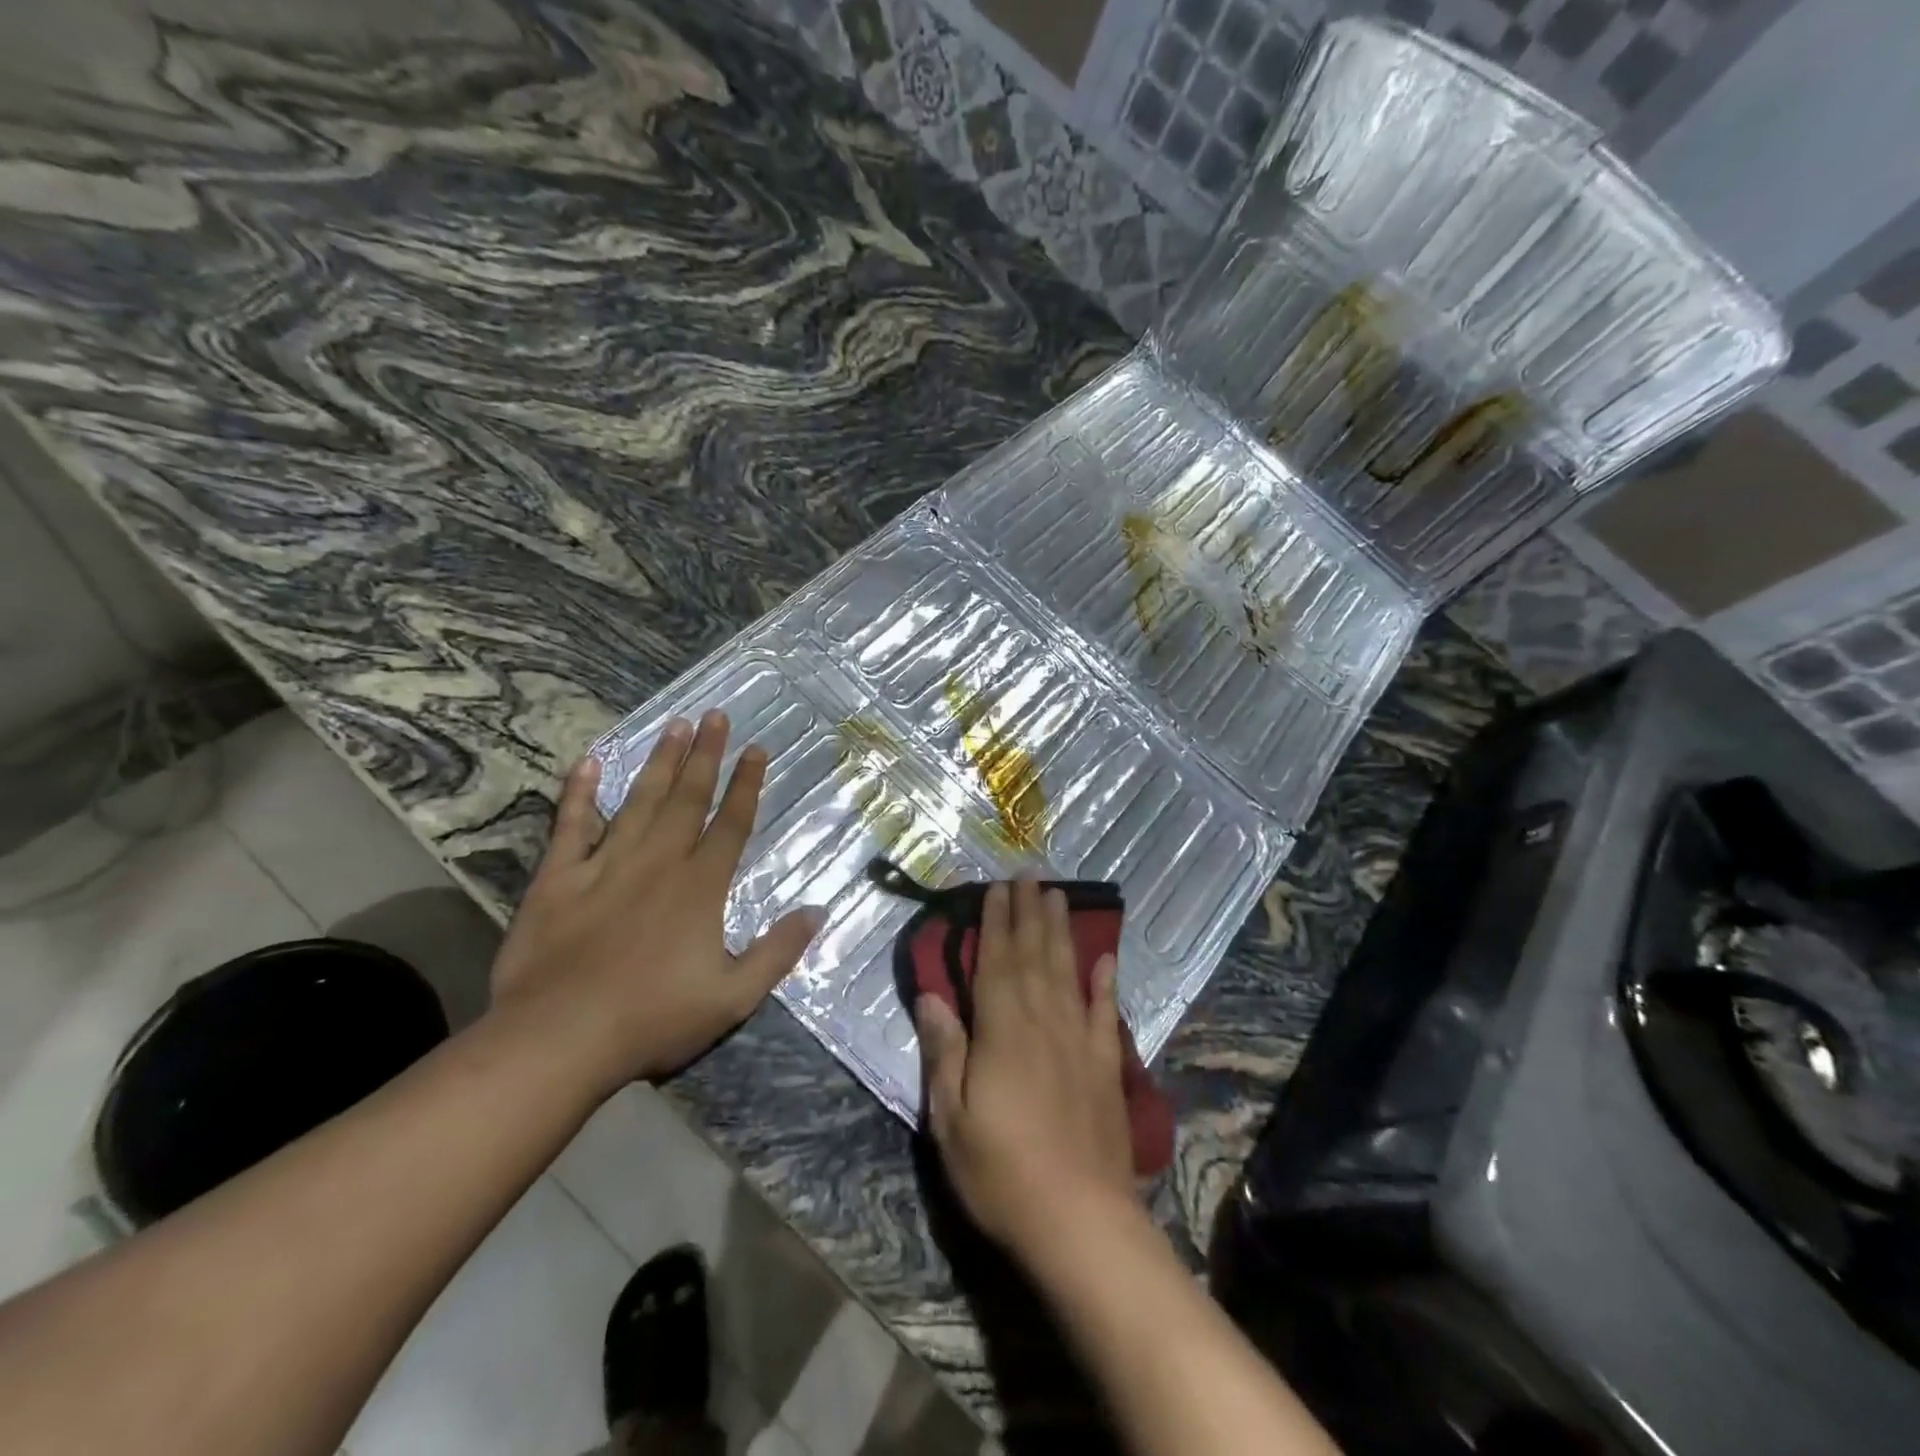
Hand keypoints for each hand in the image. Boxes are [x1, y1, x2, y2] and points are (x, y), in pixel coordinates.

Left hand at [488, 711, 821, 1092]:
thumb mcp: (733, 997)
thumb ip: (778, 951)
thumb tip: (818, 911)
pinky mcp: (558, 879)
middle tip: (716, 715)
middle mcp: (657, 863)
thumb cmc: (653, 1019)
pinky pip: (571, 826)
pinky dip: (578, 794)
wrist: (558, 1040)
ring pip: (639, 801)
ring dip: (660, 762)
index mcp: (700, 887)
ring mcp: (605, 866)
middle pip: (687, 798)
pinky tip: (588, 763)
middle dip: (706, 755)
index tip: (756, 749)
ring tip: (676, 725)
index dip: (746, 784)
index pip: (730, 823)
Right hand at [916, 879, 1137, 1260]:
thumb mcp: (951, 1120)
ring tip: (1060, 896)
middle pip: (1034, 955)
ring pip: (1068, 971)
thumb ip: (944, 1051)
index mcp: (1002, 1031)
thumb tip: (931, 996)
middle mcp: (1043, 1022)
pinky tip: (1106, 958)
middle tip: (1030, 874)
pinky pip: (1106, 1012)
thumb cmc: (1002, 1174)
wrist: (1082, 1223)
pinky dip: (1105, 982)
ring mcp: (1080, 1041)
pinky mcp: (1106, 1066)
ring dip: (1062, 932)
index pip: (996, 963)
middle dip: (1029, 912)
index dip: (996, 923)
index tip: (997, 888)